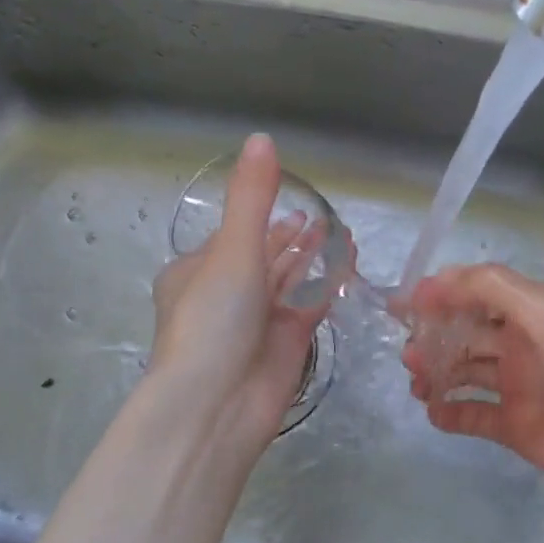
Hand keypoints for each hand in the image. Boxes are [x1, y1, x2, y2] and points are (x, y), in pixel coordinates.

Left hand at [148, 134, 328, 451]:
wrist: (217, 404)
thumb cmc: (213, 319)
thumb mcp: (232, 250)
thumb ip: (252, 197)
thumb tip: (262, 138)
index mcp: (196, 272)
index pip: (231, 237)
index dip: (259, 218)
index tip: (289, 201)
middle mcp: (226, 294)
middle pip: (264, 257)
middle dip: (291, 237)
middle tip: (320, 217)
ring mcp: (258, 320)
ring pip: (290, 279)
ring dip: (312, 255)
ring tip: (340, 230)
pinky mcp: (287, 342)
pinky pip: (309, 302)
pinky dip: (326, 280)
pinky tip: (347, 258)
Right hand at [399, 265, 543, 521]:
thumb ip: (496, 288)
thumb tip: (439, 279)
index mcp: (535, 311)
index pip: (479, 291)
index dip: (442, 292)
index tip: (404, 304)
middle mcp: (524, 344)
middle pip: (467, 332)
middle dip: (434, 335)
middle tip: (408, 353)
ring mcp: (520, 387)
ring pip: (466, 371)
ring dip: (437, 371)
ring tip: (416, 380)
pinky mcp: (518, 427)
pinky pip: (474, 415)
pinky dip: (451, 412)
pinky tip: (434, 411)